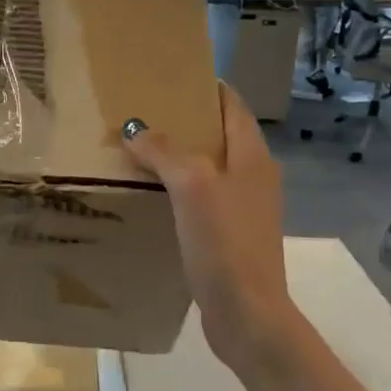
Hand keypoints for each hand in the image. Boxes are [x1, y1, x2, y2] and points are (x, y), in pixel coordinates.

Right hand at [121, 82, 297, 368]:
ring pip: (210, 169)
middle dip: (188, 122)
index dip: (208, 88)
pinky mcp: (232, 236)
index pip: (233, 106)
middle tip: (147, 113)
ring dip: (181, 158)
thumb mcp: (192, 187)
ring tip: (142, 151)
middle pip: (221, 136)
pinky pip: (203, 199)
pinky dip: (180, 190)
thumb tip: (136, 129)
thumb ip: (165, 152)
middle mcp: (255, 177)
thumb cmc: (224, 243)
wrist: (247, 313)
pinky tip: (154, 197)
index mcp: (253, 157)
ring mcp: (245, 209)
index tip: (174, 77)